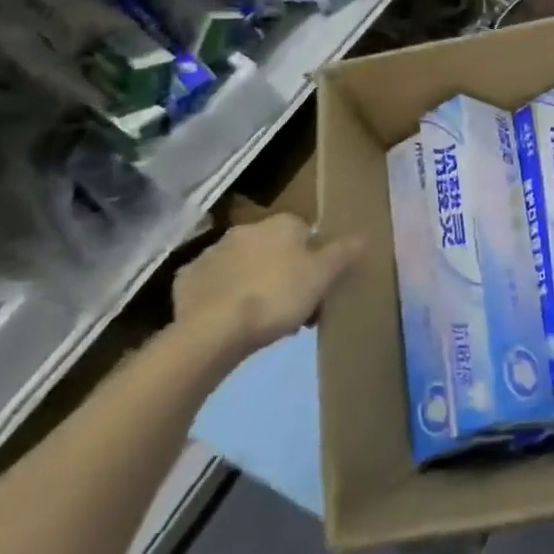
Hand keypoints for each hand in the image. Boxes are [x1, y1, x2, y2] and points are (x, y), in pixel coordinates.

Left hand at [172, 213, 365, 353]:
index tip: (317, 284)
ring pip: (243, 265)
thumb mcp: (323, 276)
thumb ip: (345, 253)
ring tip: (262, 318)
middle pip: (274, 248)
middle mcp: (246, 229)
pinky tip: (229, 318)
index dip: (314, 258)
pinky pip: (213, 284)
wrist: (214, 330)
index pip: (306, 231)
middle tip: (293, 305)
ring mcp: (212, 252)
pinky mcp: (187, 279)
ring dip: (252, 281)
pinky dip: (222, 296)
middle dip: (283, 270)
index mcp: (281, 224)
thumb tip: (365, 234)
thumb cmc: (278, 296)